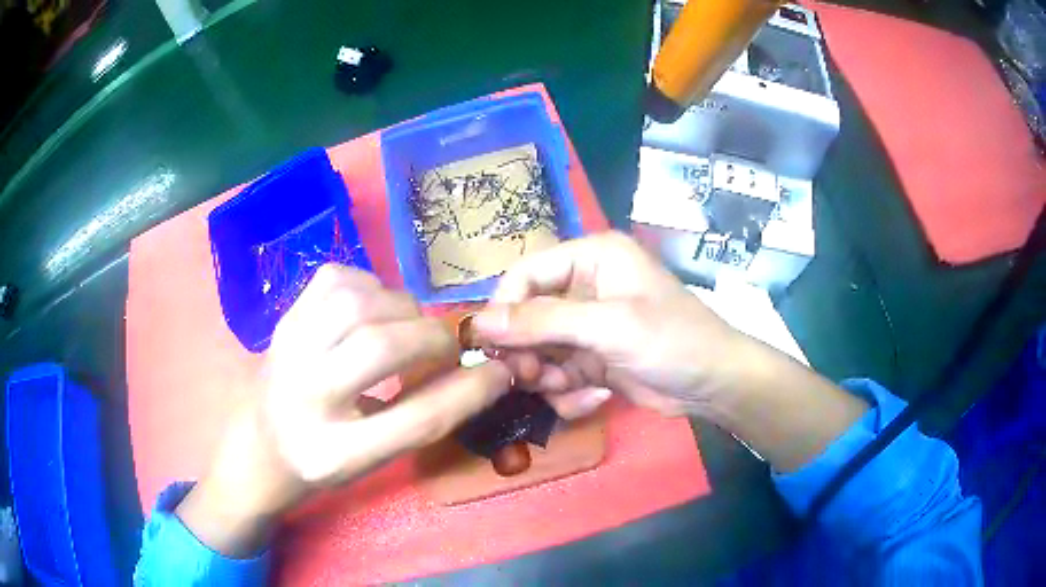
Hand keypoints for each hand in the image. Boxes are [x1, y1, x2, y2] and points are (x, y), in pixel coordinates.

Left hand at [177, 265, 510, 555]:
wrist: (259, 443)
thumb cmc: (323, 459)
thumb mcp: (374, 460)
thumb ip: (423, 418)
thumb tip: (483, 372)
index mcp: (331, 455)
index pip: (415, 421)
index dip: (469, 392)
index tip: (501, 372)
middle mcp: (303, 399)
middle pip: (382, 349)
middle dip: (433, 340)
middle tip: (446, 348)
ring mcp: (287, 350)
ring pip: (358, 303)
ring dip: (401, 308)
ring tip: (408, 328)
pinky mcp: (284, 319)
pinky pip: (336, 279)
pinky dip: (371, 286)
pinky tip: (374, 310)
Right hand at [474, 232, 868, 472]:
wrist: (714, 385)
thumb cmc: (671, 340)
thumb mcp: (609, 327)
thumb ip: (543, 322)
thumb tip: (479, 324)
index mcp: (591, 258)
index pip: (525, 274)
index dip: (504, 308)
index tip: (489, 346)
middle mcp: (584, 286)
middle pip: (527, 316)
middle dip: (527, 351)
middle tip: (530, 377)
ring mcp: (587, 326)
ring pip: (538, 350)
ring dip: (547, 375)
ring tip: (569, 388)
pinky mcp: (592, 358)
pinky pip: (558, 374)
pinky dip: (567, 392)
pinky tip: (593, 399)